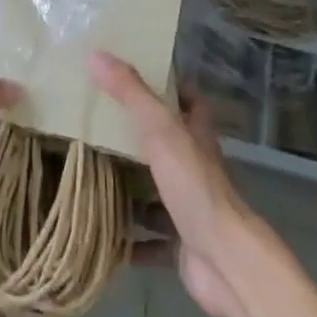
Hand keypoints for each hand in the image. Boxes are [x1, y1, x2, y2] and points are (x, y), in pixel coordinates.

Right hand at [91, 51, 254, 316]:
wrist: (225, 262)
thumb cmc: (196, 186)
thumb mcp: (160, 129)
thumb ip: (131, 93)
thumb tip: (96, 54)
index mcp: (196, 135)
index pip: (190, 101)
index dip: (170, 87)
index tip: (135, 77)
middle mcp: (196, 167)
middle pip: (168, 144)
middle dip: (138, 137)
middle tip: (98, 125)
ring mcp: (190, 207)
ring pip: (157, 191)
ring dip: (131, 188)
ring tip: (91, 175)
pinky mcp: (181, 244)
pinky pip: (151, 239)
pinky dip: (130, 240)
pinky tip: (104, 236)